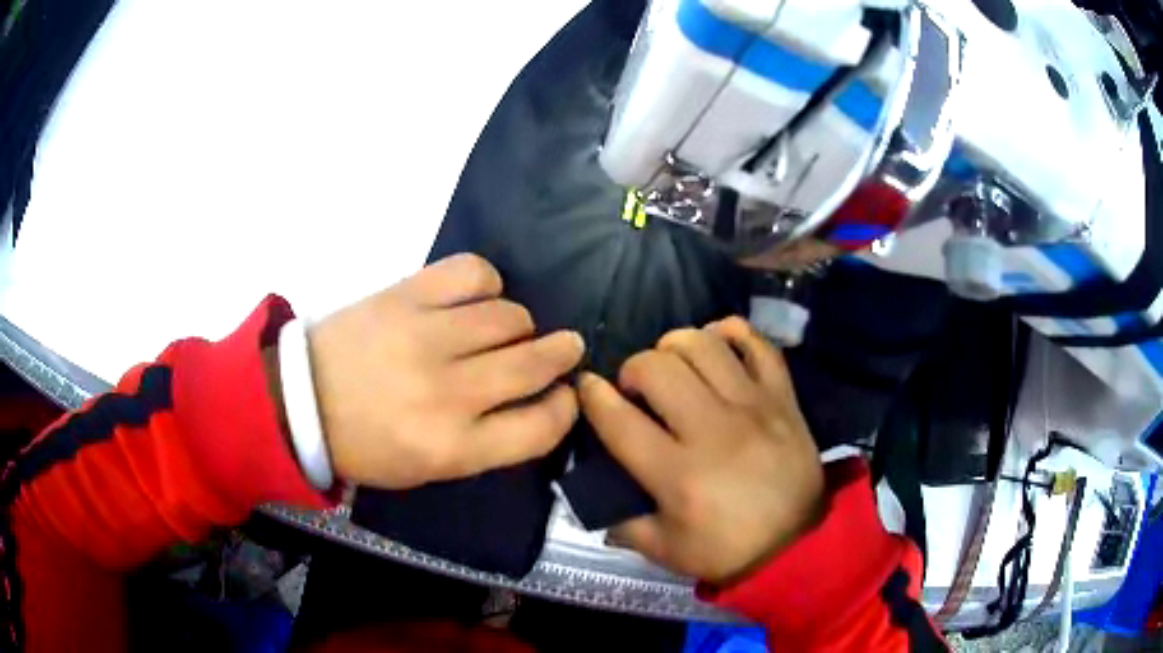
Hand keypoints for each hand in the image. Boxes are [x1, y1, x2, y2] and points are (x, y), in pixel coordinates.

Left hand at [308, 253, 583, 488]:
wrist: (299, 400)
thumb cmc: (365, 444)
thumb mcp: (429, 469)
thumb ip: (486, 442)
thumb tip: (535, 400)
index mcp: (453, 448)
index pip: (540, 427)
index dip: (566, 408)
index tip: (566, 394)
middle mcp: (448, 393)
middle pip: (534, 364)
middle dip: (562, 354)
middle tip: (564, 347)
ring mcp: (426, 338)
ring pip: (510, 317)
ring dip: (520, 323)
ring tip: (506, 328)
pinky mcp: (406, 296)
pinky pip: (472, 273)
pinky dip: (487, 281)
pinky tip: (479, 294)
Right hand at [578, 317, 823, 583]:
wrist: (799, 544)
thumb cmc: (728, 550)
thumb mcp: (665, 551)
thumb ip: (622, 522)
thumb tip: (594, 488)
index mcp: (678, 475)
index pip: (619, 421)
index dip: (592, 396)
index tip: (587, 387)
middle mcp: (713, 431)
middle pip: (657, 368)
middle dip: (633, 368)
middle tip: (637, 388)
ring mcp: (753, 407)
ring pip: (703, 345)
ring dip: (675, 345)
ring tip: (674, 365)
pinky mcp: (783, 397)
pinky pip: (757, 344)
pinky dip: (731, 332)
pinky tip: (716, 342)